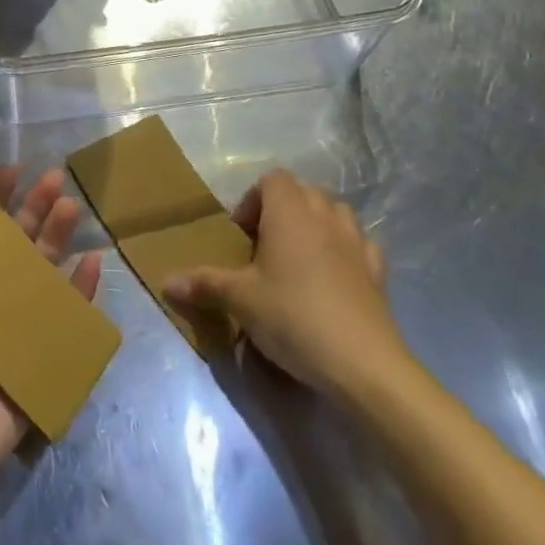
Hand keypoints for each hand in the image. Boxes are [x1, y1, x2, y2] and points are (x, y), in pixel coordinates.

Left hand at [0, 166, 102, 513]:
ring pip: (40, 274)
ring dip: (57, 239)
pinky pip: (63, 321)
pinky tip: (93, 263)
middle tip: (52, 178)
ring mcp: (9, 331)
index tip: (9, 171)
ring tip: (72, 206)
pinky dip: (80, 293)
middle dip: (32, 210)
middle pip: (12, 246)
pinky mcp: (34, 362)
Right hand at [164, 170, 410, 402]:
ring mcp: (356, 243)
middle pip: (303, 191)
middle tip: (264, 246)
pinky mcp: (379, 273)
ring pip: (336, 212)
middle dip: (283, 210)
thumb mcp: (240, 301)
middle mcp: (324, 216)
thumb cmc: (294, 317)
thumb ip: (203, 284)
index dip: (253, 199)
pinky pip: (361, 245)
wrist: (364, 365)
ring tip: (300, 257)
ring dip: (317, 224)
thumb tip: (166, 281)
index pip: (272, 179)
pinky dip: (346, 251)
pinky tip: (336, 276)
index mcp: (289, 212)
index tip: (242, 234)